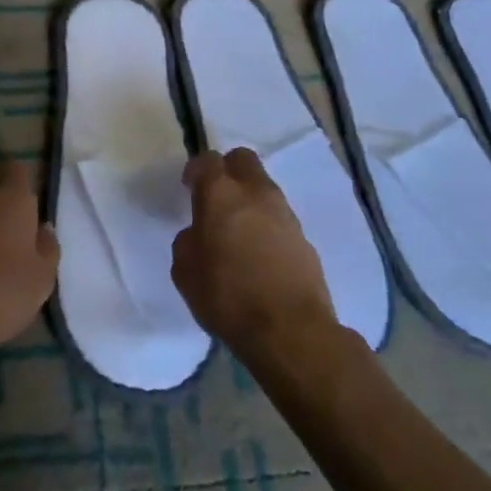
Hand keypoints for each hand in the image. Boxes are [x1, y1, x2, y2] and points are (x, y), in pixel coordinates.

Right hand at [171, 148, 334, 359]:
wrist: (290, 330)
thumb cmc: (228, 297)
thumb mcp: (185, 272)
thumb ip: (188, 242)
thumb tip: (199, 234)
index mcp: (221, 193)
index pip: (208, 160)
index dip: (197, 170)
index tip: (189, 187)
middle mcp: (255, 192)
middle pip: (243, 159)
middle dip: (228, 170)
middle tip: (216, 197)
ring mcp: (284, 213)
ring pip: (264, 187)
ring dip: (250, 198)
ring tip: (239, 230)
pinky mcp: (304, 237)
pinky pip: (279, 217)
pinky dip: (267, 224)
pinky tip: (260, 253)